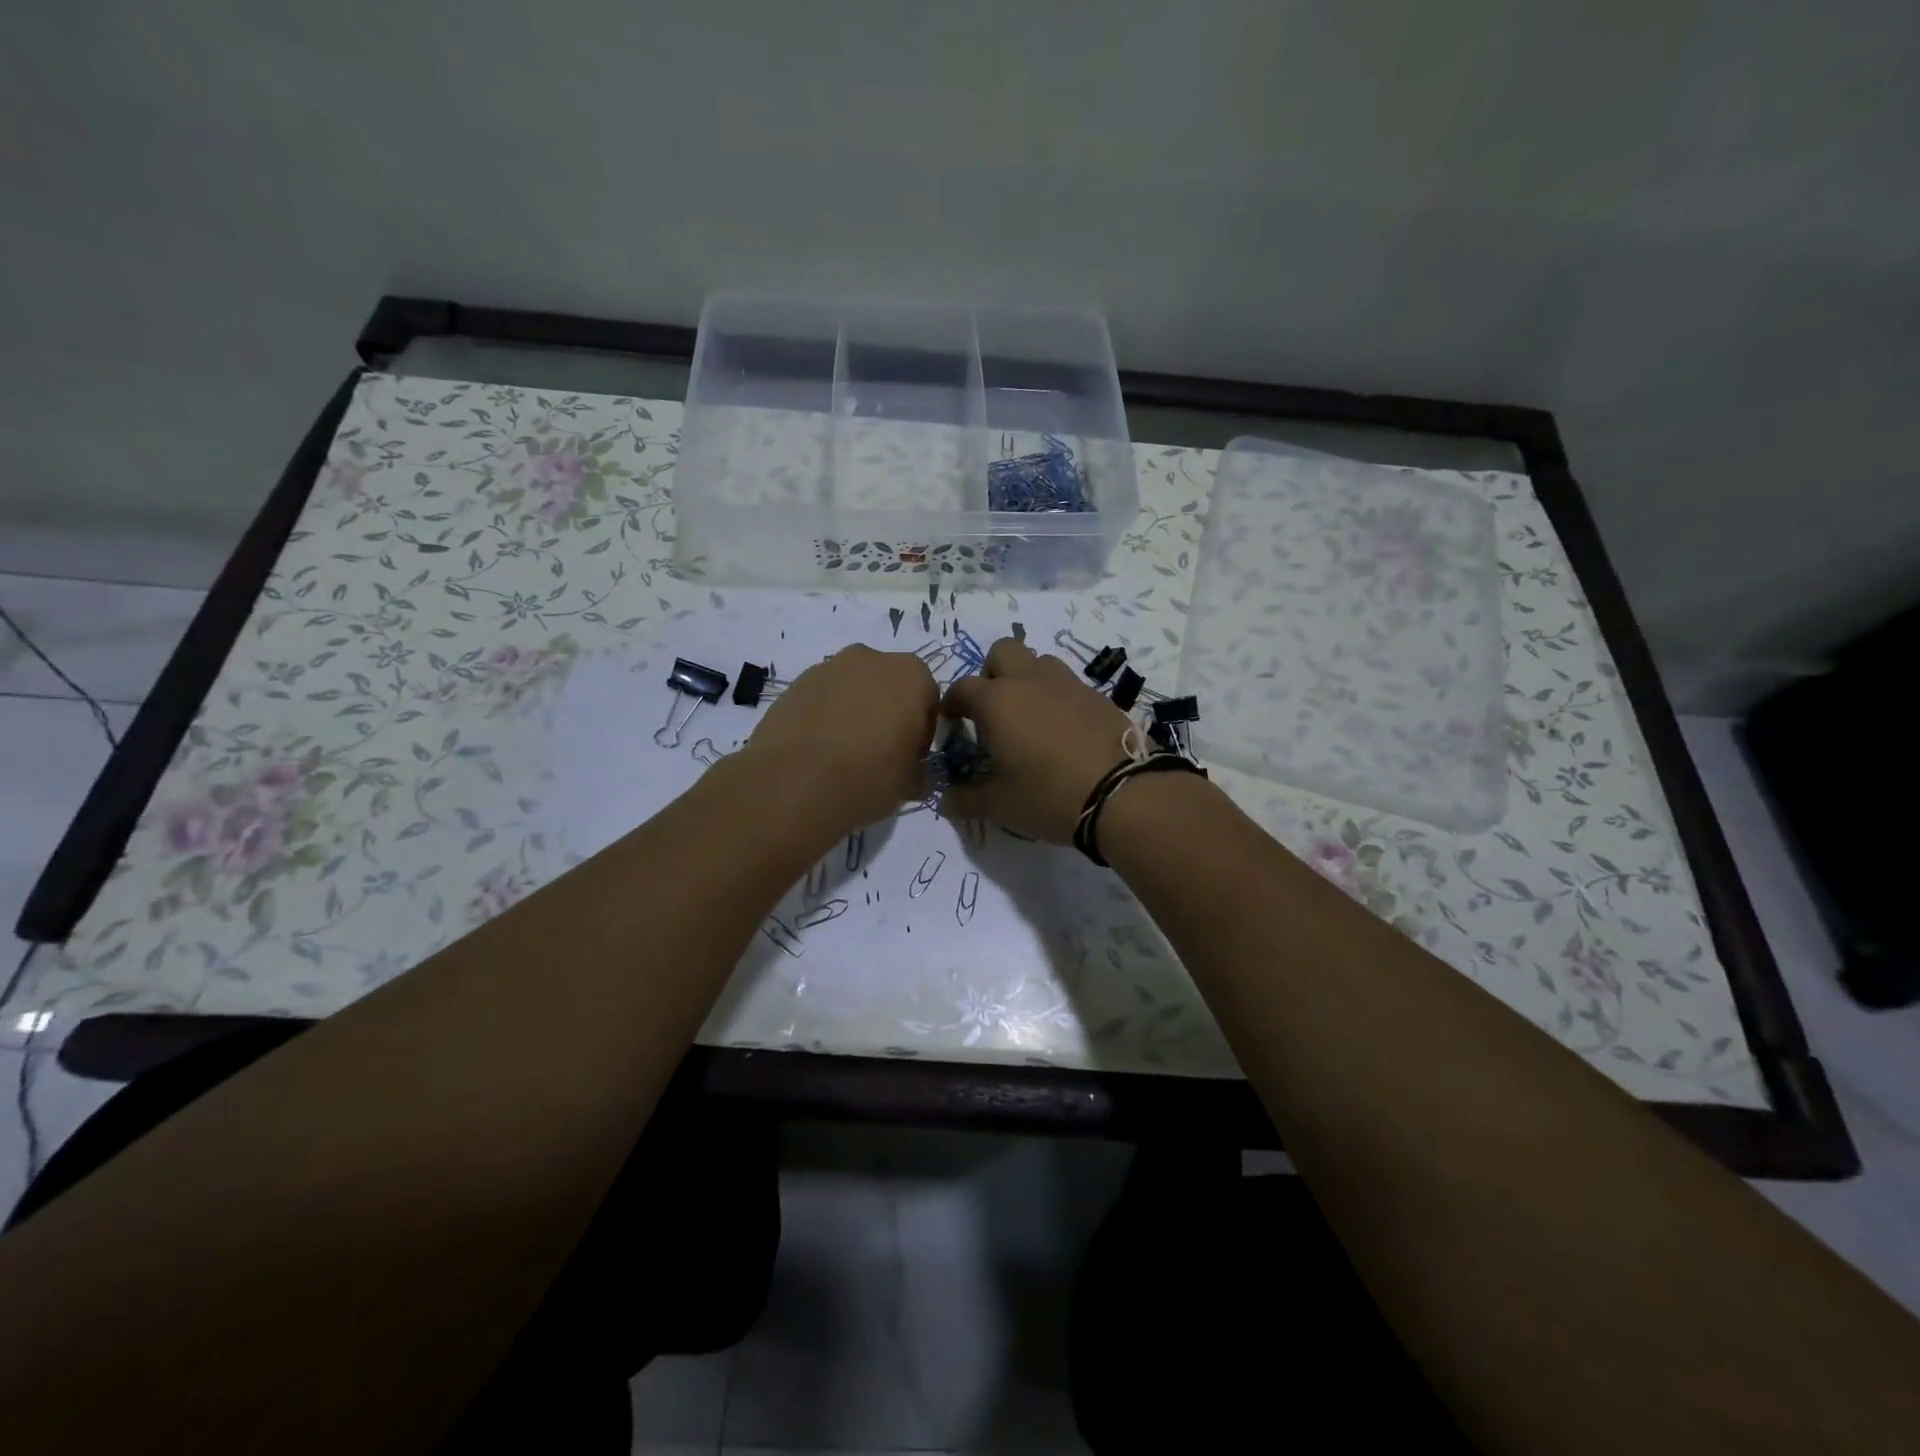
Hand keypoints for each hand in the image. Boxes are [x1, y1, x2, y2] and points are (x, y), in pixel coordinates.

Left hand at [739, 645, 938, 834]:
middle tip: (880, 752)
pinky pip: (822, 698)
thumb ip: (919, 771)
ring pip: (853, 689)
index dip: (922, 732)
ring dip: (855, 712)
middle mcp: (871, 659)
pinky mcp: (795, 683)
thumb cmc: (868, 777)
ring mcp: (829, 668)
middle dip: (887, 713)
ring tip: (844, 753)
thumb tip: (916, 775)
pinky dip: (825, 716)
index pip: (928, 700)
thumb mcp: (909, 784)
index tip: (911, 758)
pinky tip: (819, 750)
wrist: (795, 782)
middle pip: (888, 686)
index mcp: (911, 675)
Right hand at [938, 639, 1133, 842]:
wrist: (1124, 793)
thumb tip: (946, 800)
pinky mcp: (1096, 694)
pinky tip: (1061, 729)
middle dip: (992, 673)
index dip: (953, 704)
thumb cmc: (1049, 796)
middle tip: (993, 710)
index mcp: (997, 701)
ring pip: (1038, 662)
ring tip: (1029, 716)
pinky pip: (1066, 682)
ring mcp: (1067, 683)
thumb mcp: (1000, 805)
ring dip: (1026, 679)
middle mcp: (1029, 680)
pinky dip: (1056, 696)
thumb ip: (966, 799)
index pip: (962, 688)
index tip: (953, 723)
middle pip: (1002, 652)